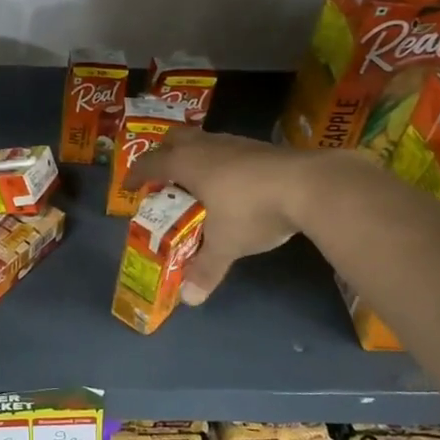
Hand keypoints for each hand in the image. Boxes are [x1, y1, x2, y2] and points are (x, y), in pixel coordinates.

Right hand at [126, 128, 315, 303]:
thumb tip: (189, 300)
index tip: (129, 187)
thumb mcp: (226, 243)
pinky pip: (227, 149)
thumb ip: (205, 268)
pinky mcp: (260, 147)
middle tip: (162, 178)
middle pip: (174, 139)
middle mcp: (206, 146)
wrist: (310, 185)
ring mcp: (235, 143)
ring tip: (196, 183)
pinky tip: (231, 184)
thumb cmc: (253, 210)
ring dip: (194, 157)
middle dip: (163, 154)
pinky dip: (220, 162)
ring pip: (203, 141)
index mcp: (187, 164)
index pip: (150, 163)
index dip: (136, 175)